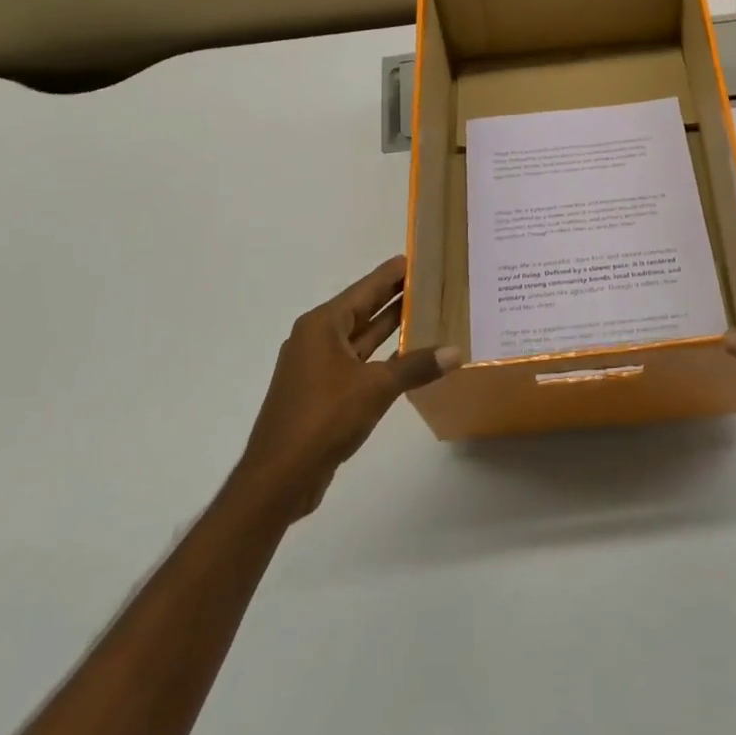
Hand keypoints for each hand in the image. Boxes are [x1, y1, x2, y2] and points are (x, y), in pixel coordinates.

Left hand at [237, 256, 460, 517]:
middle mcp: (317, 339)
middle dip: (395, 298)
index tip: (419, 257)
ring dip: (390, 328)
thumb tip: (456, 352)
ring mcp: (318, 367)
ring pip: (361, 338)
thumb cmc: (324, 418)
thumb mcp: (376, 388)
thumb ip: (416, 366)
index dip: (392, 274)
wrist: (279, 477)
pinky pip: (358, 363)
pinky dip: (382, 357)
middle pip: (363, 310)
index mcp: (322, 326)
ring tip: (428, 313)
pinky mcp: (322, 392)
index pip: (365, 289)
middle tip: (432, 282)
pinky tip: (408, 357)